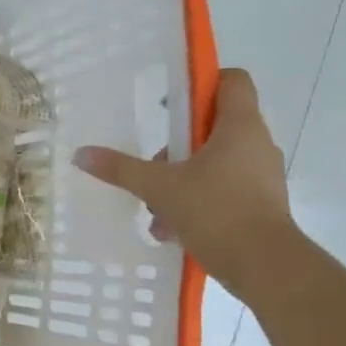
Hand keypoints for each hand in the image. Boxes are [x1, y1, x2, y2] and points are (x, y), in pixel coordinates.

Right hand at [75, 68, 300, 298]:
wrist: (263, 264)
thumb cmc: (215, 210)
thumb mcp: (158, 187)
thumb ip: (120, 169)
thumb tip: (81, 154)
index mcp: (239, 126)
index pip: (231, 81)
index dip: (202, 82)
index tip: (170, 102)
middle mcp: (256, 144)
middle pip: (214, 126)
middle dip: (179, 145)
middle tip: (154, 165)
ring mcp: (261, 175)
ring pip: (215, 163)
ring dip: (182, 179)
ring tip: (155, 207)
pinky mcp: (260, 204)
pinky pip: (222, 190)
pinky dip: (196, 202)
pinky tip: (170, 228)